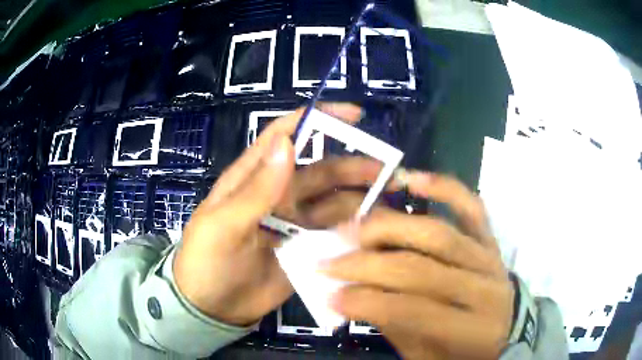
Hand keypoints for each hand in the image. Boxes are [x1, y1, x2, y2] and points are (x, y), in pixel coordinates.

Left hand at [174, 103, 383, 325]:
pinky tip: (374, 229)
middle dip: (353, 166)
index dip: (317, 119)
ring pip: (333, 202)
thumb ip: (255, 190)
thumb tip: (287, 143)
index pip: (285, 135)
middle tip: (387, 169)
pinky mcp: (304, 248)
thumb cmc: (207, 262)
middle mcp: (278, 194)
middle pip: (321, 170)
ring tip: (389, 200)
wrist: (212, 307)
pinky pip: (333, 233)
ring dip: (360, 197)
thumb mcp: (222, 226)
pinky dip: (353, 228)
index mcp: (253, 178)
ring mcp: (293, 223)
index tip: (354, 116)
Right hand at [323, 172, 513, 358]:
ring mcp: (490, 256)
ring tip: (353, 228)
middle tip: (329, 261)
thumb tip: (351, 295)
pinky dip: (443, 187)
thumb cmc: (463, 352)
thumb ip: (394, 326)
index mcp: (472, 328)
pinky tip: (412, 179)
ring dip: (389, 228)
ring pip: (438, 233)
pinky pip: (471, 206)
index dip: (368, 303)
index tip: (330, 296)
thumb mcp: (426, 355)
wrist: (505, 333)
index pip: (414, 310)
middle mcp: (485, 286)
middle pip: (421, 268)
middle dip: (367, 265)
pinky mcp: (490, 238)